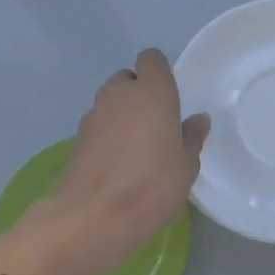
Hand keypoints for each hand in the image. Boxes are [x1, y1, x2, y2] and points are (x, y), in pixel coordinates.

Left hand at [52, 49, 209, 263]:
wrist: (96, 216)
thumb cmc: (153, 184)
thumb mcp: (187, 164)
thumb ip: (191, 136)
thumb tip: (197, 120)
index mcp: (152, 91)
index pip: (151, 59)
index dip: (159, 73)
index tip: (170, 96)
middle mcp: (119, 94)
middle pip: (127, 79)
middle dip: (139, 93)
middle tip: (155, 124)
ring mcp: (93, 115)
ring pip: (110, 102)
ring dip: (122, 114)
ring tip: (136, 146)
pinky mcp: (76, 138)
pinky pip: (98, 125)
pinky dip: (107, 135)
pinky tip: (117, 162)